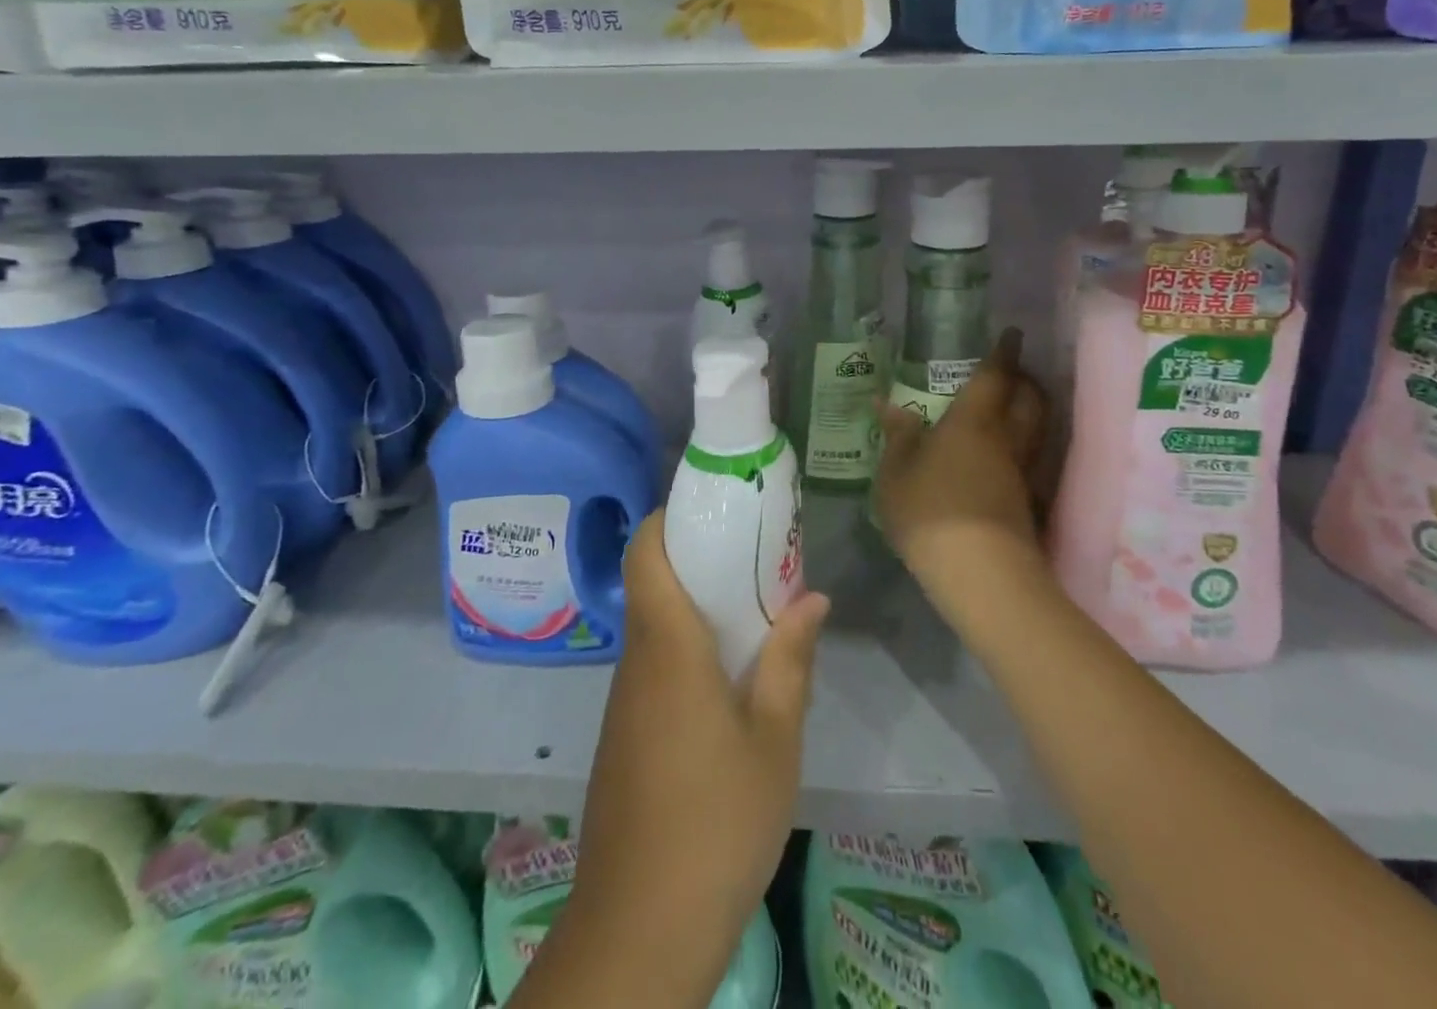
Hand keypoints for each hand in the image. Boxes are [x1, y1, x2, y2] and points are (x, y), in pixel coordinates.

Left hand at [561, 508, 828, 1001]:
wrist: (640, 929)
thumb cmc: (716, 822)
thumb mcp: (774, 740)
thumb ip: (790, 661)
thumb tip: (811, 597)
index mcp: (668, 647)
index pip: (645, 553)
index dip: (668, 518)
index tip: (713, 508)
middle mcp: (637, 662)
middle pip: (653, 583)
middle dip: (698, 558)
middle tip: (755, 553)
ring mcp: (626, 702)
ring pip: (655, 626)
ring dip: (697, 606)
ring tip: (755, 607)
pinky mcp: (625, 735)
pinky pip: (655, 667)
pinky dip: (688, 649)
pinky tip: (730, 676)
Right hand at [875, 328, 1050, 630]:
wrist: (980, 573)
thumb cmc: (930, 510)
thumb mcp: (896, 473)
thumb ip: (897, 436)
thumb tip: (889, 404)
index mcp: (973, 422)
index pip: (994, 377)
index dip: (1003, 353)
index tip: (1012, 334)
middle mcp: (1005, 440)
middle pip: (1030, 400)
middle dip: (1026, 381)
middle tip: (1013, 373)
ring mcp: (1022, 473)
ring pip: (1037, 430)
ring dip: (1031, 412)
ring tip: (1011, 409)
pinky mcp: (1028, 503)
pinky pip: (1032, 460)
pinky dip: (1025, 448)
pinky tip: (1004, 458)